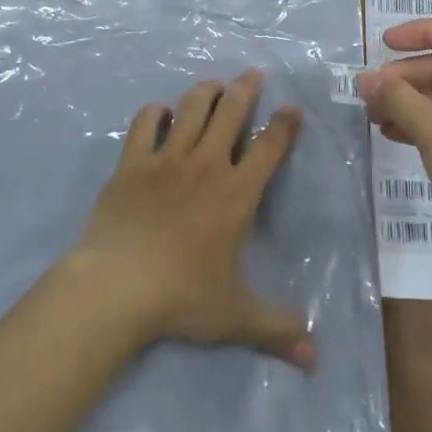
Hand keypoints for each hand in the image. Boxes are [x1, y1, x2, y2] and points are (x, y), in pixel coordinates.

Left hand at [72, 71, 314, 369]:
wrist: (116, 286)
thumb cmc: (181, 296)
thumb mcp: (235, 316)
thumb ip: (276, 329)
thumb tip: (315, 357)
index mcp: (237, 192)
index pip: (269, 146)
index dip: (284, 124)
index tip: (292, 109)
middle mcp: (206, 164)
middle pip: (231, 110)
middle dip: (245, 88)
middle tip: (252, 74)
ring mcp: (167, 158)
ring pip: (192, 107)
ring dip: (205, 91)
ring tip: (213, 85)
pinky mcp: (132, 162)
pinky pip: (146, 123)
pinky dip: (155, 112)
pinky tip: (161, 112)